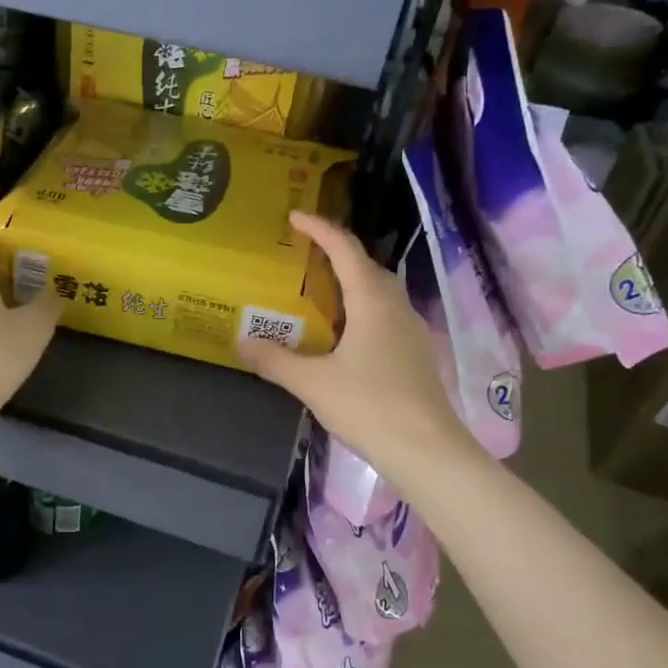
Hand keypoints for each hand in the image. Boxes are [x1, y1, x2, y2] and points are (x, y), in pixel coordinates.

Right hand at [239, 212, 477, 484]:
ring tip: (323, 293)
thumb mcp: (312, 383)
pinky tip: (347, 336)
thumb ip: (275, 360)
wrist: (427, 450)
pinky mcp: (417, 355)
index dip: (320, 229)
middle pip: (369, 267)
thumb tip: (241, 341)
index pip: (346, 250)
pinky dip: (364, 311)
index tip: (295, 217)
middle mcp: (396, 307)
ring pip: (382, 293)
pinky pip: (387, 317)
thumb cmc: (369, 406)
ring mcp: (412, 331)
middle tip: (306, 257)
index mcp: (372, 302)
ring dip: (354, 283)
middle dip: (339, 254)